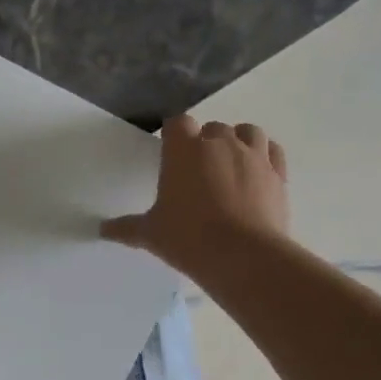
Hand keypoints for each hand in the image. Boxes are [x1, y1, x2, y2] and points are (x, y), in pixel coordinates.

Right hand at [100, 115, 289, 284]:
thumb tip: (101, 230)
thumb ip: (126, 228)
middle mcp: (219, 143)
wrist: (244, 256)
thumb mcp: (150, 234)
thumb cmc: (188, 238)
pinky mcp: (278, 174)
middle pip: (212, 128)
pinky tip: (257, 172)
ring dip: (238, 141)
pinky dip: (264, 155)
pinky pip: (272, 151)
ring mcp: (253, 156)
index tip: (169, 151)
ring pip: (247, 131)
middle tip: (197, 170)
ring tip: (229, 164)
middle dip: (205, 142)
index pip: (177, 123)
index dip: (173, 134)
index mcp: (183, 150)